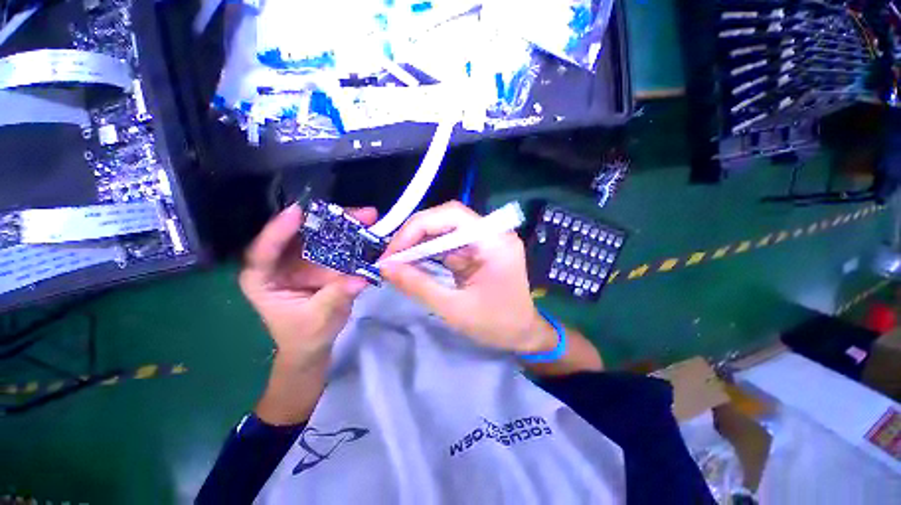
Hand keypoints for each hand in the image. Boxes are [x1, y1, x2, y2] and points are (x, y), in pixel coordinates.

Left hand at [239, 204, 377, 366]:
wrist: (314, 344)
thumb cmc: (306, 335)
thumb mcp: (319, 319)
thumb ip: (337, 297)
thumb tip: (360, 278)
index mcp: (263, 279)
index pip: (264, 252)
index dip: (278, 230)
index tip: (297, 213)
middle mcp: (281, 263)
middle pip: (299, 235)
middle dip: (326, 221)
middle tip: (354, 213)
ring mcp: (303, 260)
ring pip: (320, 235)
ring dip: (344, 225)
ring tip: (368, 217)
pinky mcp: (321, 261)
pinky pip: (335, 244)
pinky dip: (352, 237)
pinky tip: (368, 230)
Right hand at [380, 201, 555, 353]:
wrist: (524, 334)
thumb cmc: (497, 325)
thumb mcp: (454, 308)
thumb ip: (418, 285)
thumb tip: (385, 267)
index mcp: (495, 241)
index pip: (451, 215)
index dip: (417, 227)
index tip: (393, 251)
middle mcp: (492, 232)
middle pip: (446, 218)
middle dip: (415, 234)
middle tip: (391, 256)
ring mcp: (485, 240)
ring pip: (445, 229)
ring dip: (419, 243)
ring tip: (397, 260)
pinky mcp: (478, 249)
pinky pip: (449, 243)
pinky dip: (429, 252)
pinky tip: (413, 263)